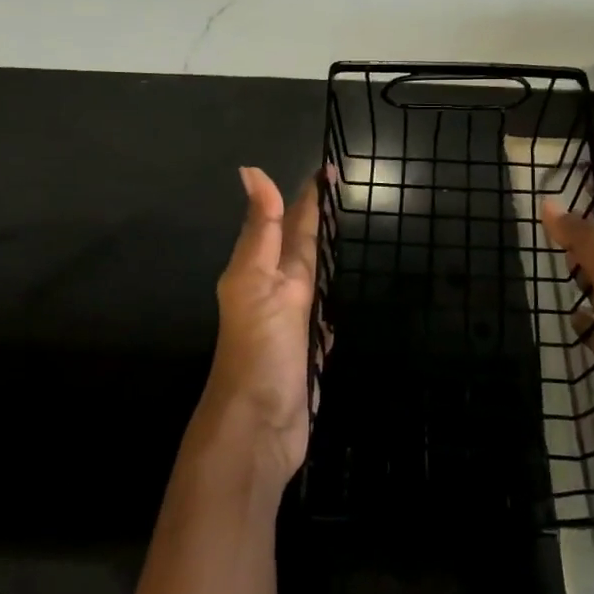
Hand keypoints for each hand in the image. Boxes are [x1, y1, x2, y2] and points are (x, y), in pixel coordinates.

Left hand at [201, 166, 321, 484]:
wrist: (258, 428)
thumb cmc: (259, 348)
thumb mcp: (257, 280)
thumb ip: (262, 228)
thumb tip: (250, 169)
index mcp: (264, 269)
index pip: (290, 220)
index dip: (308, 194)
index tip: (330, 164)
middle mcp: (277, 290)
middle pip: (301, 246)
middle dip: (318, 218)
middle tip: (343, 191)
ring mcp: (293, 323)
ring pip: (311, 279)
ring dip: (323, 257)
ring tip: (343, 235)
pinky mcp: (308, 352)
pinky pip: (322, 319)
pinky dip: (329, 306)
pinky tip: (336, 302)